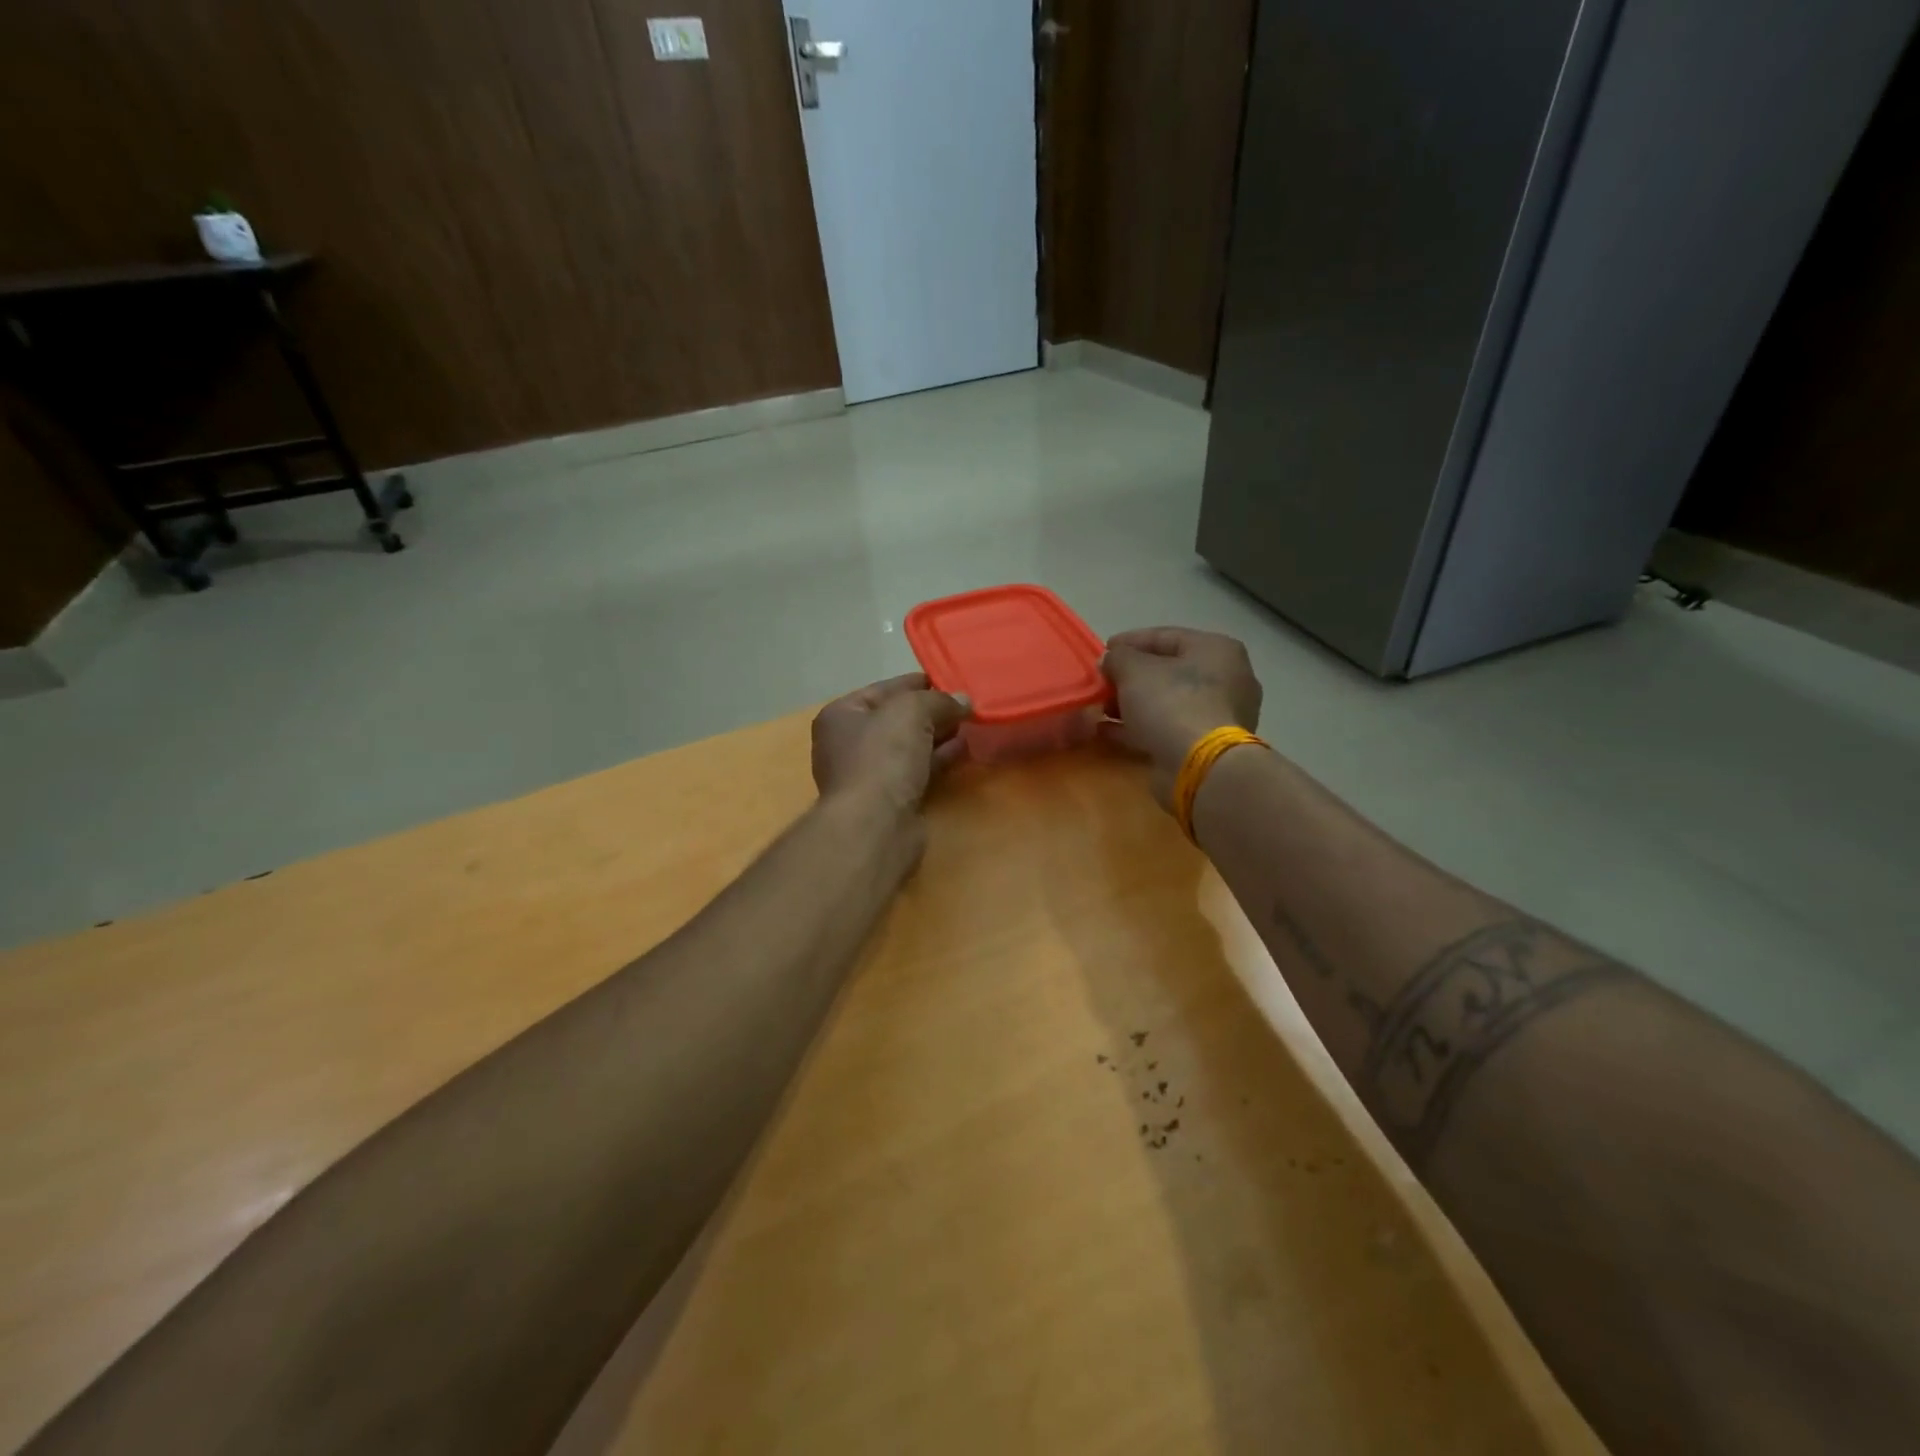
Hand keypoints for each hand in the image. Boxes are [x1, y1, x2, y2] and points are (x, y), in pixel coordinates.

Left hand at [811, 674, 970, 812]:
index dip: (917, 683)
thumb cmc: (882, 756)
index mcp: (841, 715)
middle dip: (931, 711)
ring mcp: (868, 775)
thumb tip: (963, 701)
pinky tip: (964, 750)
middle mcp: (848, 743)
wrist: (875, 825)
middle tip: (965, 704)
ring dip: (938, 736)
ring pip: (909, 747)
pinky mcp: (889, 800)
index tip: (949, 680)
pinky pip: (918, 771)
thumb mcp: (911, 711)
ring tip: (970, 725)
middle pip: (897, 719)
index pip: (884, 689)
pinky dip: (939, 759)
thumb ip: (938, 700)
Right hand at [1101, 627, 1262, 808]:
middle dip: (1131, 676)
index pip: (1167, 636)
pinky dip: (1139, 727)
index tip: (1103, 650)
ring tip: (1101, 707)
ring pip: (1167, 702)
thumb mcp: (1135, 670)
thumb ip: (1118, 658)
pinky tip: (1108, 731)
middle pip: (1169, 670)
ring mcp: (1220, 715)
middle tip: (1103, 681)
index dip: (1131, 641)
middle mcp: (1226, 679)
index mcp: (1217, 649)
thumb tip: (1111, 661)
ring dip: (1132, 704)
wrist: (1201, 766)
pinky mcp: (1207, 746)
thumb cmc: (1172, 703)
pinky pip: (1168, 728)